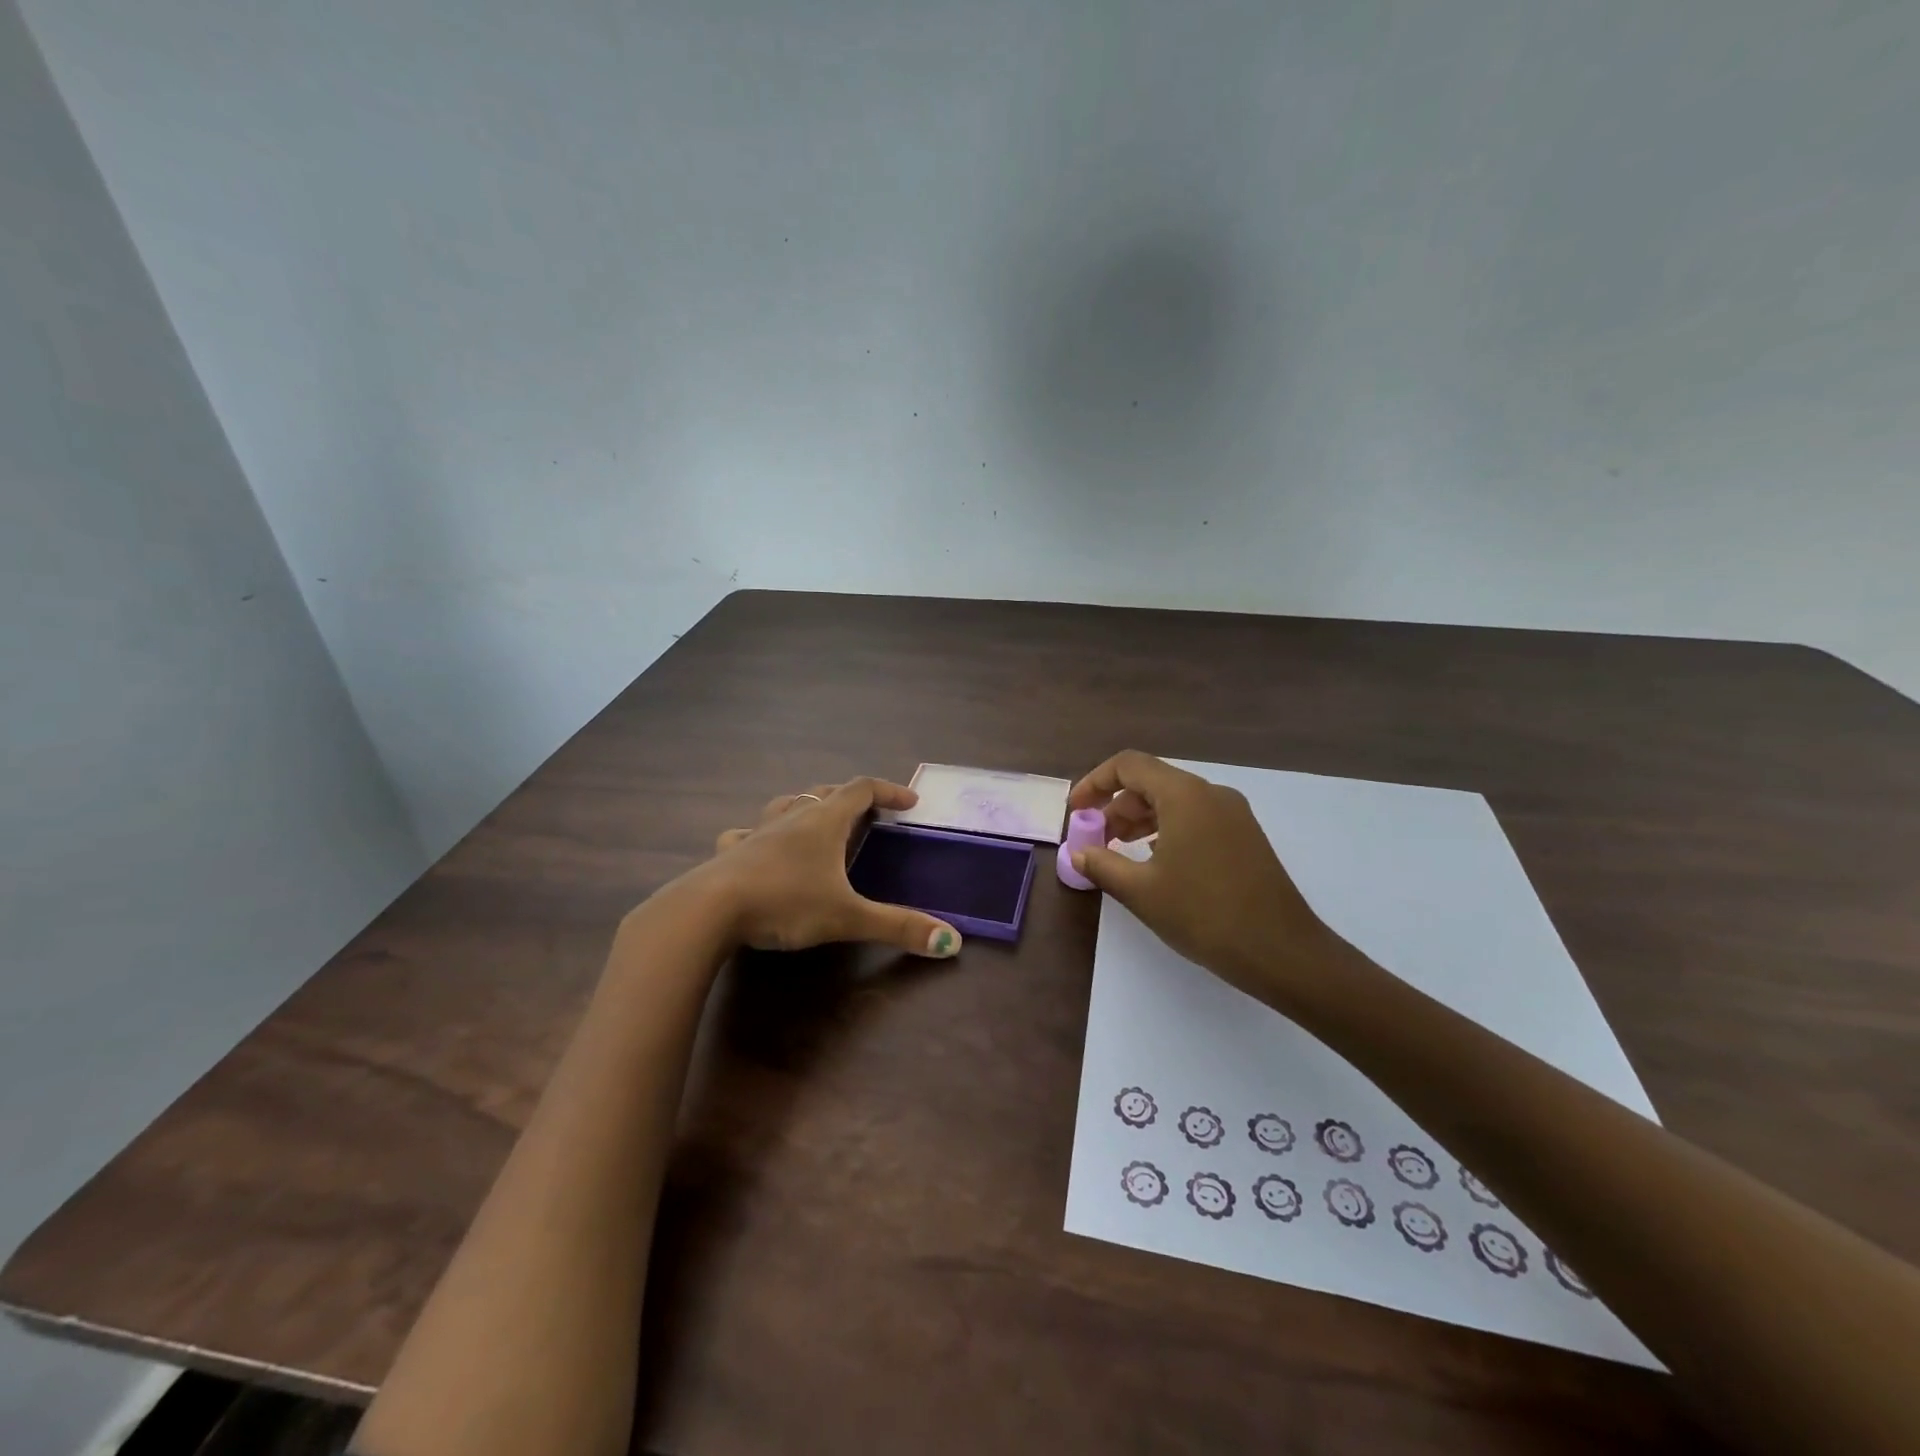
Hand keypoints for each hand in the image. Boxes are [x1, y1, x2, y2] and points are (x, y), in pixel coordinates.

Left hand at [690, 777, 962, 957]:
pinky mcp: (731, 852)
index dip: (889, 790)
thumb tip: (952, 942)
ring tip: (818, 823)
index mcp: (824, 821)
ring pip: (787, 805)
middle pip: (826, 792)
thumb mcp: (848, 918)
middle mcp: (792, 817)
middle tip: (869, 816)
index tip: (911, 802)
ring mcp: (758, 832)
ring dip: (808, 808)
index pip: (863, 789)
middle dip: (851, 799)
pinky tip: (758, 849)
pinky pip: (748, 833)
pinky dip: (762, 835)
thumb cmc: (785, 902)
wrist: (708, 910)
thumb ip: (898, 928)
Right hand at [1066, 751, 1344, 1005]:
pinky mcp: (1245, 837)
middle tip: (1095, 840)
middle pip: (1152, 782)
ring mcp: (1233, 814)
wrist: (1282, 951)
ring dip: (1140, 819)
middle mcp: (1211, 794)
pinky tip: (1156, 862)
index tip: (1075, 812)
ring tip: (1118, 851)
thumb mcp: (1141, 891)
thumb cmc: (1204, 915)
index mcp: (1184, 795)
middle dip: (1116, 806)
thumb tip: (1079, 852)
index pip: (1128, 765)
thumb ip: (1102, 864)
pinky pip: (1195, 818)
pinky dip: (1166, 830)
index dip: (1094, 783)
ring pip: (1174, 801)